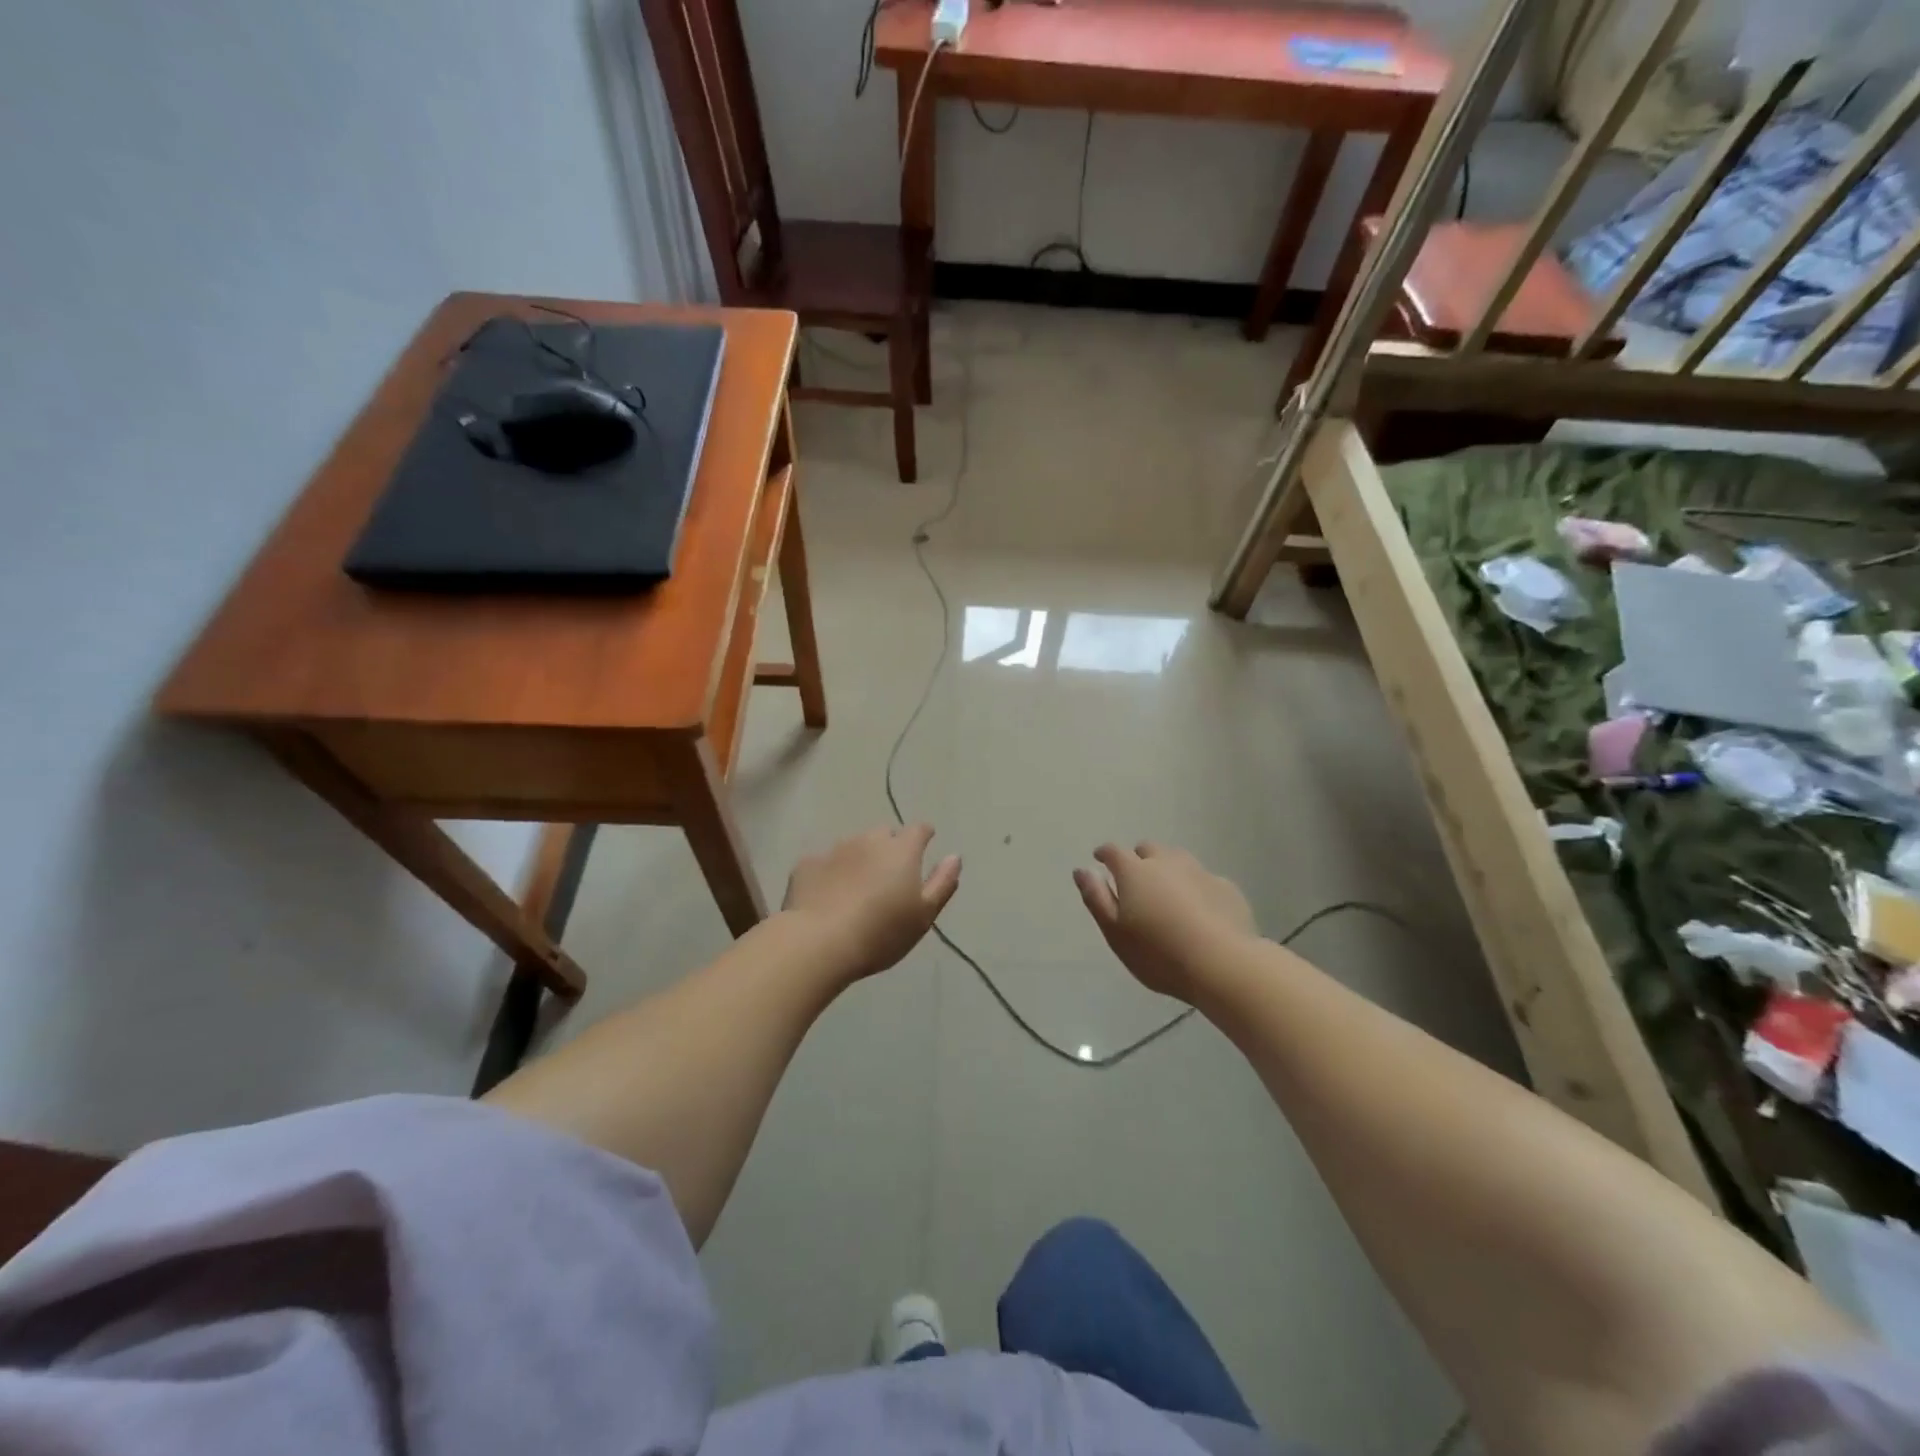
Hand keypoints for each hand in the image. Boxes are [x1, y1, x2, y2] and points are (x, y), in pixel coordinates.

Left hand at [782, 825, 960, 983]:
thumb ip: (942, 883)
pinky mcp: (806, 865)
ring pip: (853, 846)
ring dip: (859, 859)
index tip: (925, 845)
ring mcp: (834, 850)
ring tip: (857, 887)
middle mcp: (868, 840)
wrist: (819, 942)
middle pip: (884, 834)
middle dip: (889, 847)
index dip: (924, 835)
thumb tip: (954, 857)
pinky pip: (824, 863)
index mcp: (901, 850)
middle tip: (889, 875)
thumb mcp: (924, 915)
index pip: (918, 829)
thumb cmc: (881, 932)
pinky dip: (830, 873)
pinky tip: (827, 896)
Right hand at [1074, 843, 1256, 1001]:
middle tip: (1136, 880)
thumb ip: (1096, 898)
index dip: (1104, 854)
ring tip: (1167, 893)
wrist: (1222, 964)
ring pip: (1178, 860)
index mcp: (1135, 871)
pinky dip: (1196, 887)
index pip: (1113, 851)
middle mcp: (1167, 862)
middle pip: (1148, 849)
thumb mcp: (1115, 932)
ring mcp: (1200, 872)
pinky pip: (1204, 879)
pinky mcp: (1226, 887)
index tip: (1099, 860)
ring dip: (1168, 869)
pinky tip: (1200, 910)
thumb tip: (1082, 870)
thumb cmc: (1158, 952)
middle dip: (1138, 858)